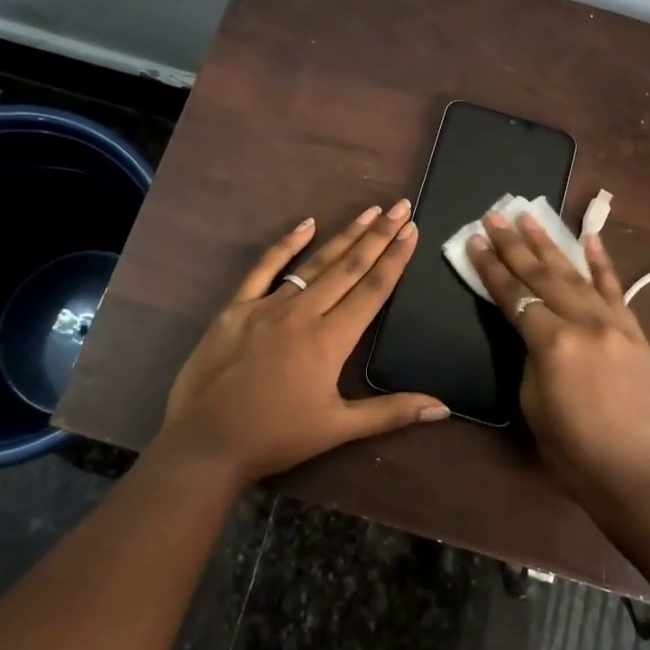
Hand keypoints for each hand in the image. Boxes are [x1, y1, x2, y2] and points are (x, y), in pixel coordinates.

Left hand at [154, 201, 447, 490]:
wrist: (206, 443)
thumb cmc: (276, 437)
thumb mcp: (338, 428)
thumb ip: (391, 412)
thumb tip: (443, 408)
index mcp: (330, 340)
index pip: (372, 290)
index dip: (394, 258)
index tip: (411, 230)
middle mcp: (303, 313)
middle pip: (348, 267)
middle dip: (378, 235)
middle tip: (400, 206)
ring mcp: (267, 306)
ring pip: (314, 263)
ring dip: (344, 236)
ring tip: (368, 212)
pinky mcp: (236, 308)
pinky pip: (264, 269)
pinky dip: (285, 245)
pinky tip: (306, 224)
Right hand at [468, 211, 649, 514]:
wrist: (641, 478)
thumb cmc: (575, 453)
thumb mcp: (534, 405)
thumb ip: (531, 357)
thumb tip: (534, 332)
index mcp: (551, 342)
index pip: (513, 296)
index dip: (490, 268)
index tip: (474, 240)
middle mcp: (583, 322)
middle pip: (541, 275)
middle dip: (514, 244)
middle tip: (495, 215)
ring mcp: (614, 324)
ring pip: (576, 274)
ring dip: (550, 244)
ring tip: (530, 216)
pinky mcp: (635, 333)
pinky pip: (616, 289)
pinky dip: (602, 262)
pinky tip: (589, 238)